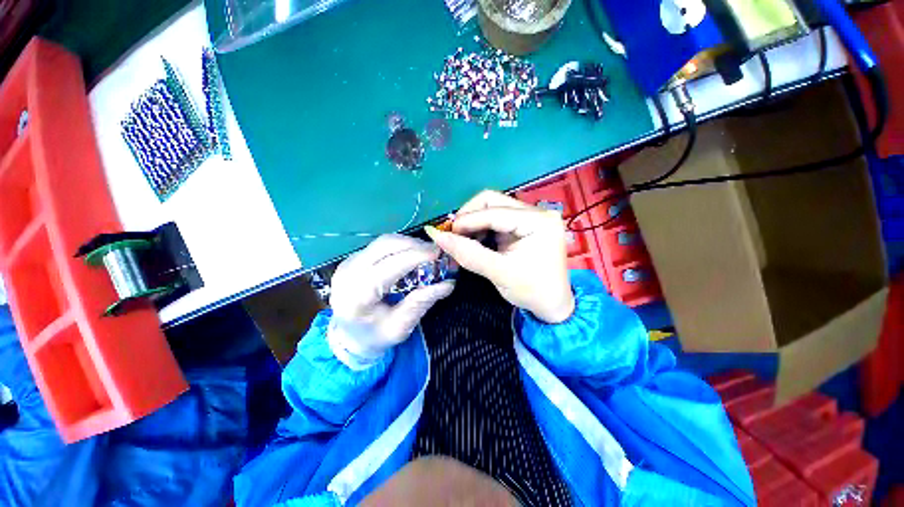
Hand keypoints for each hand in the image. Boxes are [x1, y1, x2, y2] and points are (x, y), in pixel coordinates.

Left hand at [328, 235, 454, 367]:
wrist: (346, 338)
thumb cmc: (373, 337)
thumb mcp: (400, 327)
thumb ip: (421, 303)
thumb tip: (448, 284)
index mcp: (357, 296)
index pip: (390, 266)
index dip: (416, 256)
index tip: (438, 253)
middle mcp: (348, 273)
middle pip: (385, 245)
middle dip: (414, 245)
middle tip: (436, 252)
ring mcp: (347, 263)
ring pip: (383, 242)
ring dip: (408, 243)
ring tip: (426, 253)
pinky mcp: (352, 259)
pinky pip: (380, 246)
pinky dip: (399, 247)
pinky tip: (411, 255)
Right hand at [425, 190, 574, 323]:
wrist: (552, 306)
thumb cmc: (532, 291)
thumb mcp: (499, 273)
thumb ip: (469, 254)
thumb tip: (439, 237)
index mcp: (538, 221)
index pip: (495, 211)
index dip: (467, 220)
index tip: (446, 233)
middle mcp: (536, 212)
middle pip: (493, 201)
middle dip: (469, 216)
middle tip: (454, 235)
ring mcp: (530, 217)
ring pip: (492, 208)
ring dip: (473, 222)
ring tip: (462, 240)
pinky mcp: (523, 226)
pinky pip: (496, 219)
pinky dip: (481, 228)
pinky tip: (474, 241)